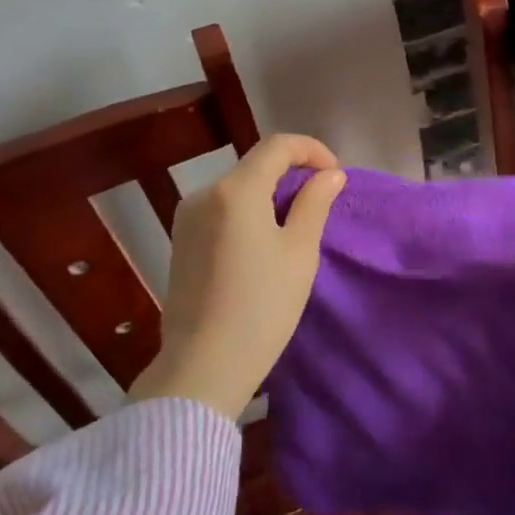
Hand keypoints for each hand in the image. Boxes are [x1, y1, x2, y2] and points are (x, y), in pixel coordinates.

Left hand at [128, 134, 345, 419]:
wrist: (202, 368)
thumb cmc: (262, 308)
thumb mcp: (299, 253)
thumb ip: (314, 204)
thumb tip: (329, 175)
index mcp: (235, 191)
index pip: (277, 146)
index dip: (311, 150)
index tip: (334, 175)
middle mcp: (204, 194)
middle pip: (255, 165)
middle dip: (292, 173)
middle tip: (320, 202)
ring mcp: (187, 218)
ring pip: (238, 188)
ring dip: (269, 193)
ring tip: (294, 226)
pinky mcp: (180, 241)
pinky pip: (221, 210)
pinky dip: (248, 212)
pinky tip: (262, 244)